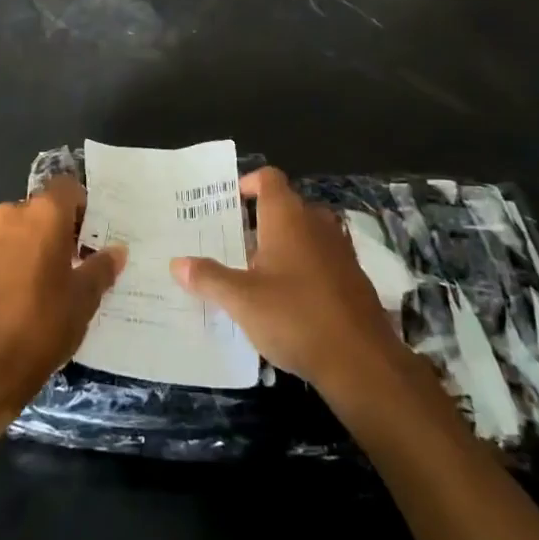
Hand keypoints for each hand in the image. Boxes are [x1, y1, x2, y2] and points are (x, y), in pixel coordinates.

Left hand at [0, 175, 125, 443]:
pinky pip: (2, 253)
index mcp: (43, 213)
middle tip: (78, 261)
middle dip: (60, 230)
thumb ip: (101, 268)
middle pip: (43, 209)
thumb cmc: (41, 324)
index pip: (68, 187)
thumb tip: (116, 250)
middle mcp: (11, 216)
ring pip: (20, 232)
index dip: (83, 206)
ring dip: (36, 247)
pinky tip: (26, 298)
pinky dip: (15, 265)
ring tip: (53, 283)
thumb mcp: (83, 299)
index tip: (94, 234)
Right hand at [171, 167, 410, 400]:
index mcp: (287, 216)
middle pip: (284, 205)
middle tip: (230, 242)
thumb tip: (176, 263)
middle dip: (258, 220)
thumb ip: (209, 278)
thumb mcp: (242, 300)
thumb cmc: (295, 317)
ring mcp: (339, 249)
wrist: (362, 361)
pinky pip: (320, 258)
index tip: (226, 204)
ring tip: (253, 271)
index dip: (247, 184)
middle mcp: (316, 223)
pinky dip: (301, 266)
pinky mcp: (353, 277)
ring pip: (304, 233)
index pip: (268, 178)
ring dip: (281, 245)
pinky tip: (285, 299)